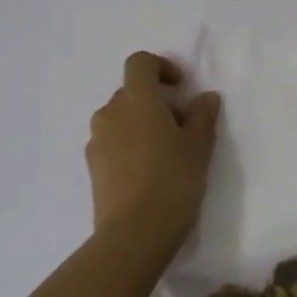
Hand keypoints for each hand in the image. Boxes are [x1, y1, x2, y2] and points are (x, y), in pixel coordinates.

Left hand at [85, 52, 221, 250]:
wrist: (133, 234)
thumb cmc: (172, 180)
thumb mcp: (199, 146)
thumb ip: (203, 115)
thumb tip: (204, 97)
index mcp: (136, 98)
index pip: (140, 62)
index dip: (161, 67)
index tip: (181, 87)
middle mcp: (110, 112)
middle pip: (131, 92)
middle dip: (156, 101)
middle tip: (182, 126)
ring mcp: (96, 141)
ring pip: (121, 119)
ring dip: (141, 124)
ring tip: (166, 153)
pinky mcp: (92, 168)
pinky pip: (112, 143)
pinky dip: (129, 146)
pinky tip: (148, 173)